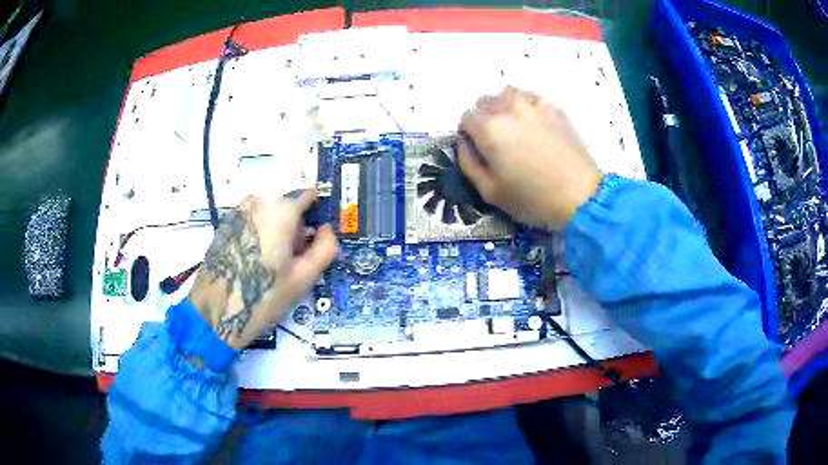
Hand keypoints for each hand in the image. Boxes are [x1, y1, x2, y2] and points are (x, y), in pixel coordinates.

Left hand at [189, 190, 337, 348]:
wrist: (216, 312)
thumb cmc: (263, 297)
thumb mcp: (303, 278)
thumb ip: (325, 248)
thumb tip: (327, 230)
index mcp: (281, 210)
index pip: (308, 195)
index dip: (317, 214)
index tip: (317, 237)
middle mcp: (258, 201)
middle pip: (287, 207)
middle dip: (295, 227)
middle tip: (293, 260)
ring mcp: (238, 211)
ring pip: (268, 214)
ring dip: (276, 230)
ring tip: (272, 263)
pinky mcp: (225, 223)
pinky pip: (251, 220)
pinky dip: (258, 233)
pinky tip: (254, 261)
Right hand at [457, 87, 602, 228]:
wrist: (580, 196)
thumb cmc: (532, 198)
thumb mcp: (489, 191)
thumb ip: (468, 162)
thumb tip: (464, 143)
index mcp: (489, 128)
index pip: (466, 118)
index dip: (468, 134)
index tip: (479, 149)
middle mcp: (508, 108)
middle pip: (485, 102)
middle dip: (485, 118)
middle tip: (497, 142)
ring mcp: (534, 104)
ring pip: (508, 95)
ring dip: (504, 107)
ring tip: (515, 129)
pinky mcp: (554, 108)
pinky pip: (531, 98)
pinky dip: (526, 106)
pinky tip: (534, 126)